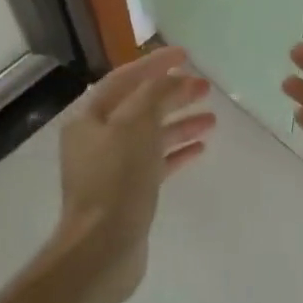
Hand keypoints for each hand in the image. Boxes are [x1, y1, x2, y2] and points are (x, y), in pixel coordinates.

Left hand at [55, 45, 214, 302]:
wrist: (103, 247)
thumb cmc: (117, 180)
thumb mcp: (137, 125)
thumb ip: (156, 94)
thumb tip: (174, 79)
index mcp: (90, 117)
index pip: (125, 78)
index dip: (155, 64)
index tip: (186, 54)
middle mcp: (97, 138)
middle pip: (139, 106)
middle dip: (172, 94)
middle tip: (205, 88)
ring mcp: (112, 167)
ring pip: (150, 135)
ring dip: (180, 122)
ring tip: (212, 118)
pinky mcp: (128, 192)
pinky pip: (156, 162)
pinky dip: (177, 152)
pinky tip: (201, 147)